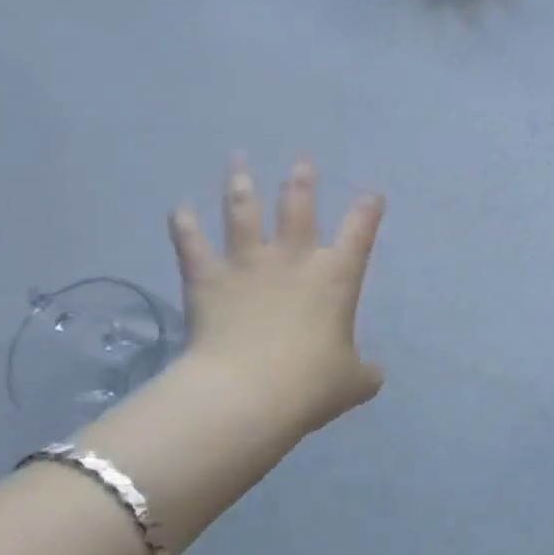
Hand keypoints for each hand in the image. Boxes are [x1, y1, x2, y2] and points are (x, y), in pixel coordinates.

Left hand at [167, 155, 385, 435]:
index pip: (360, 231)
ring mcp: (248, 263)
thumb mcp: (353, 383)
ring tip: (239, 161)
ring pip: (244, 211)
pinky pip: (192, 244)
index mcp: (336, 276)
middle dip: (301, 180)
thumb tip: (374, 375)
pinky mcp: (208, 278)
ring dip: (242, 185)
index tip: (372, 194)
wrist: (248, 393)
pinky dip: (184, 224)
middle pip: (298, 205)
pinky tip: (179, 208)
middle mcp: (293, 258)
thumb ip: (365, 373)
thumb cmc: (310, 384)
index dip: (368, 210)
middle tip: (301, 160)